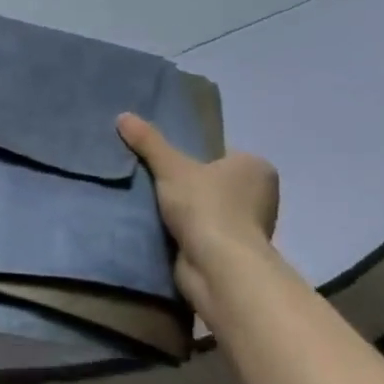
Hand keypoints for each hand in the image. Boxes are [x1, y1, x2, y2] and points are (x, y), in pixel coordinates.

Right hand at [117, 113, 278, 308]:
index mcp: (257, 168)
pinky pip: (205, 235)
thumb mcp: (171, 167)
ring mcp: (250, 227)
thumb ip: (149, 142)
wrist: (218, 267)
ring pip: (209, 210)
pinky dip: (188, 234)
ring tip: (152, 207)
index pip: (219, 154)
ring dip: (186, 213)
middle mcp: (261, 196)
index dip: (192, 158)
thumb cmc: (206, 207)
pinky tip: (163, 230)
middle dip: (188, 186)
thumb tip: (123, 116)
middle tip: (153, 182)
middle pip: (213, 183)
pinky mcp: (235, 254)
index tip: (165, 164)